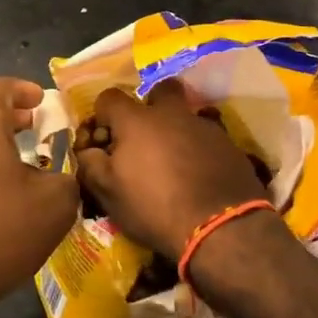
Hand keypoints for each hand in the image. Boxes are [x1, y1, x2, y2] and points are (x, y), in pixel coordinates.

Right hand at [73, 80, 263, 259]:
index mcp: (136, 120)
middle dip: (151, 105)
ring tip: (175, 164)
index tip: (105, 142)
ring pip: (186, 116)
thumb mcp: (109, 193)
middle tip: (146, 136)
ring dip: (177, 131)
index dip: (103, 116)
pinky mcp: (229, 145)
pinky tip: (199, 176)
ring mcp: (204, 126)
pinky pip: (207, 138)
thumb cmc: (155, 208)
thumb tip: (88, 150)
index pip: (109, 98)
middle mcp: (171, 114)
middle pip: (160, 90)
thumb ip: (91, 164)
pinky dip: (199, 150)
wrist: (221, 227)